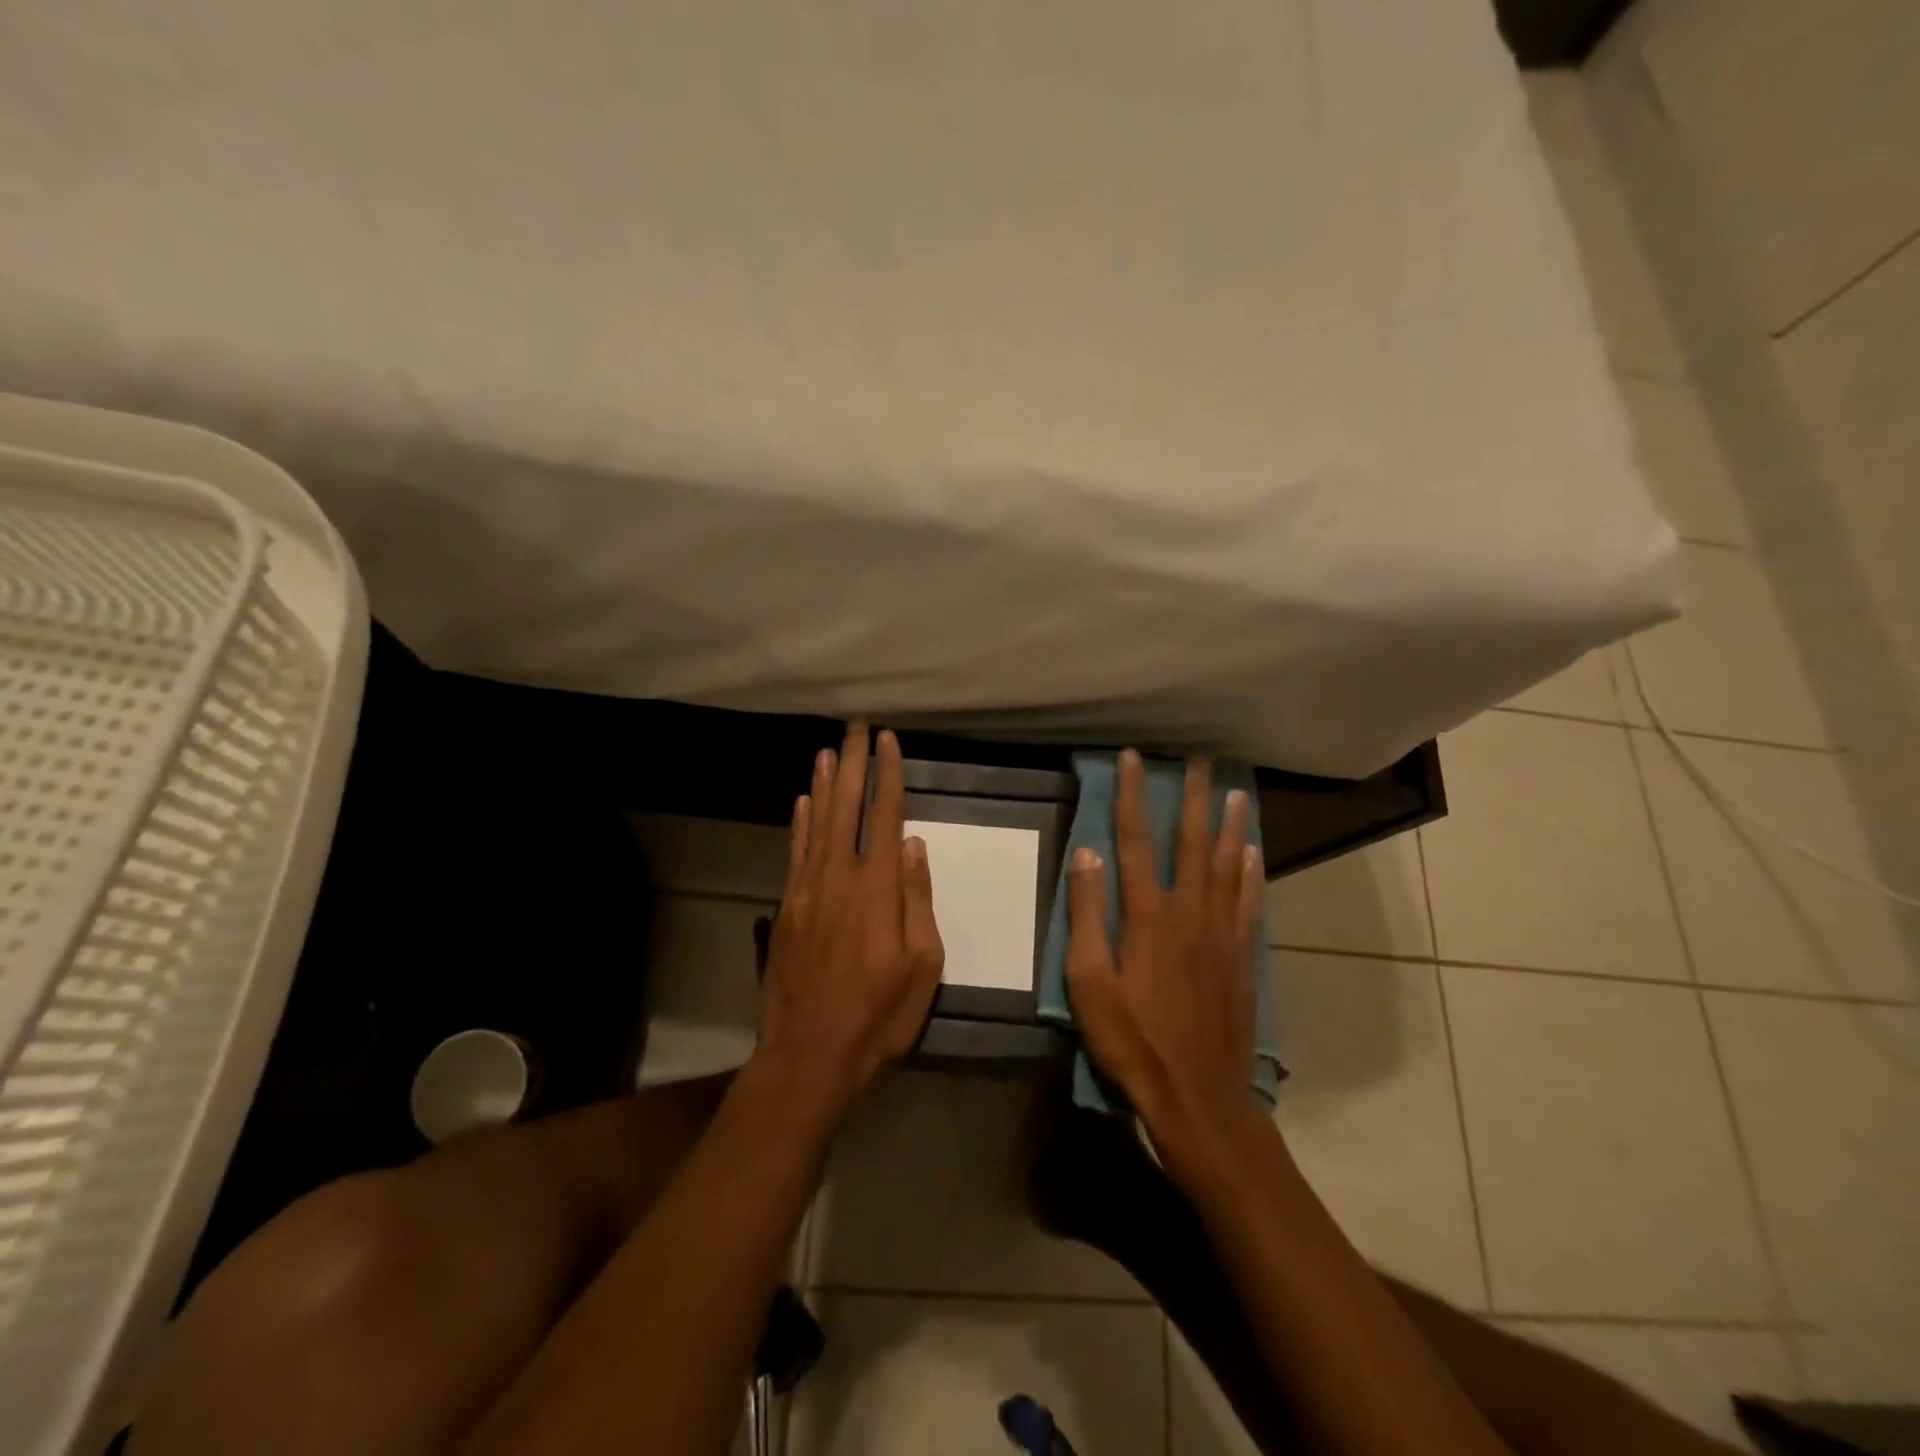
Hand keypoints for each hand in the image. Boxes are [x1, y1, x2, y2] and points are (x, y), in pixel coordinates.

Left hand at [755, 723, 944, 1122]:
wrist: (809, 1055)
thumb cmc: (878, 1016)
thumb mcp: (921, 966)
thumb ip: (916, 900)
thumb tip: (912, 846)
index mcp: (877, 890)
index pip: (885, 817)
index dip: (888, 775)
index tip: (889, 741)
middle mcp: (838, 879)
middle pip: (847, 808)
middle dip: (852, 764)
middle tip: (856, 727)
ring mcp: (806, 892)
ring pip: (817, 824)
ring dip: (823, 784)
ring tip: (827, 750)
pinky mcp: (786, 909)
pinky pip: (795, 854)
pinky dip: (800, 823)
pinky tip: (803, 802)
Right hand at [1065, 750, 1267, 1158]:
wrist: (1198, 1096)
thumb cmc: (1132, 1040)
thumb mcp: (1089, 981)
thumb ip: (1087, 915)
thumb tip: (1087, 854)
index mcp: (1148, 916)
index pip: (1135, 840)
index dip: (1131, 795)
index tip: (1132, 758)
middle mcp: (1190, 912)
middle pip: (1191, 842)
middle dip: (1193, 797)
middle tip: (1200, 760)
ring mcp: (1222, 934)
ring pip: (1227, 865)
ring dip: (1229, 825)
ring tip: (1235, 792)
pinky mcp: (1242, 958)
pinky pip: (1249, 903)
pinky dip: (1251, 873)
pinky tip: (1252, 853)